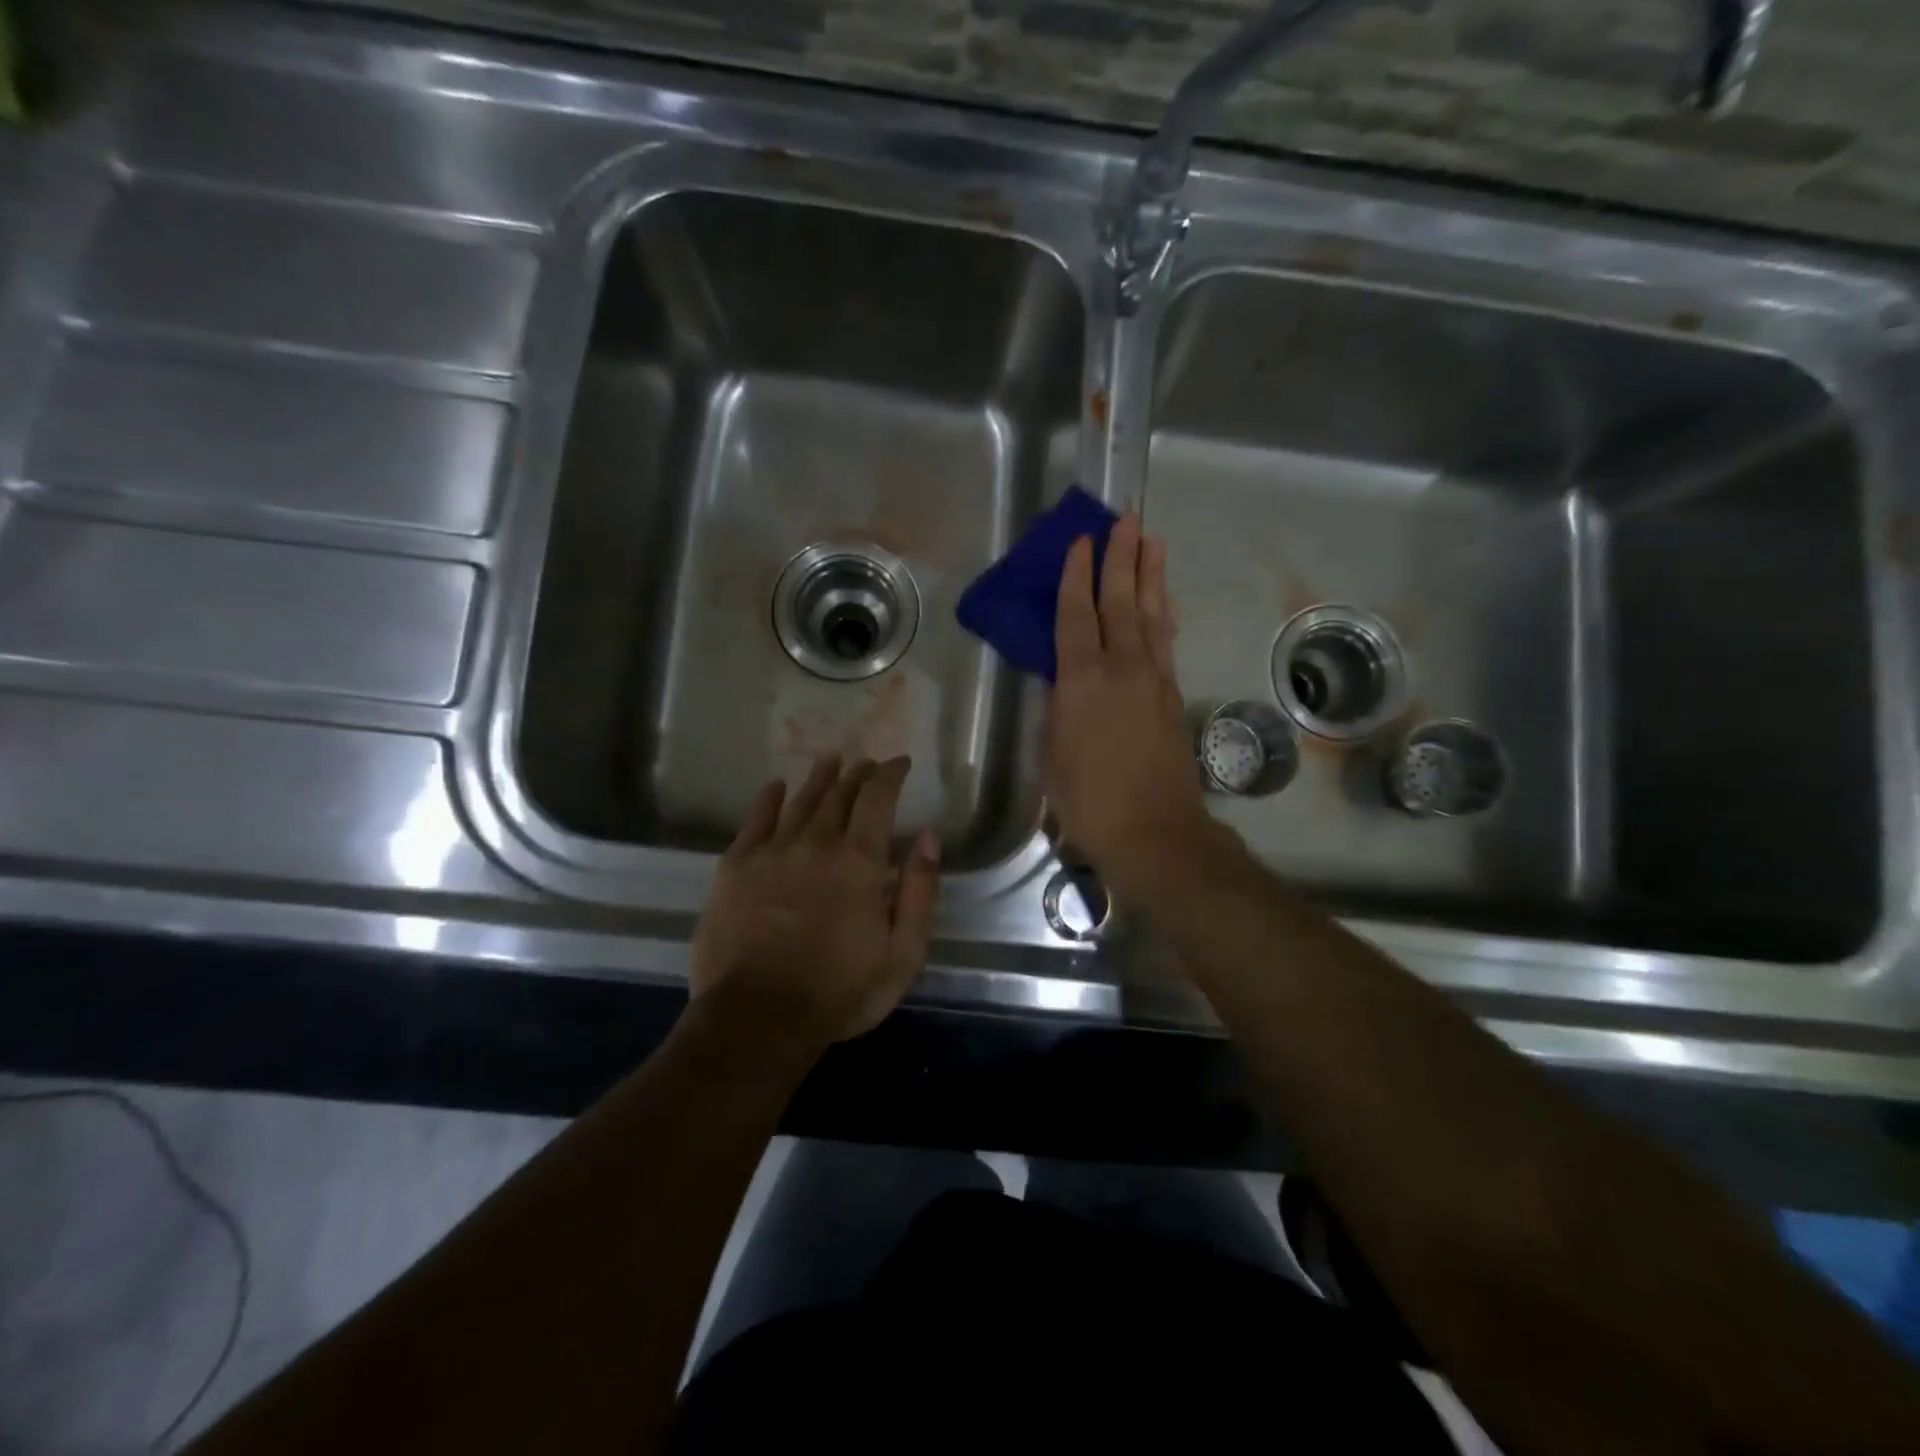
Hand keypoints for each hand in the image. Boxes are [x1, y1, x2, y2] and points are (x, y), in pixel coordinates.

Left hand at [690, 754, 940, 1046]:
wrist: (757, 1018)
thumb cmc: (839, 992)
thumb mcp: (903, 953)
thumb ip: (920, 891)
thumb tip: (928, 836)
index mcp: (860, 861)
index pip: (878, 799)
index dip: (890, 775)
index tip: (899, 763)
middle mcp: (816, 843)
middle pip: (839, 794)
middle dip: (857, 775)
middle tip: (867, 764)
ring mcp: (771, 852)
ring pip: (800, 802)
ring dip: (819, 778)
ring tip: (831, 761)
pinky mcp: (735, 868)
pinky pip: (755, 821)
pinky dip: (768, 800)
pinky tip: (775, 787)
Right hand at [1047, 512, 1209, 894]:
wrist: (1153, 830)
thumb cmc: (1088, 799)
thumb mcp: (1053, 753)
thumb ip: (1056, 707)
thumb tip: (1058, 679)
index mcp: (1081, 680)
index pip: (1075, 615)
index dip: (1075, 575)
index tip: (1080, 540)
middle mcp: (1121, 668)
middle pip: (1121, 602)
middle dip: (1121, 559)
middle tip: (1126, 521)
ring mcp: (1153, 680)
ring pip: (1151, 616)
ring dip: (1151, 577)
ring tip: (1153, 542)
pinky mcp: (1172, 696)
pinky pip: (1166, 643)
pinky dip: (1164, 616)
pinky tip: (1164, 604)